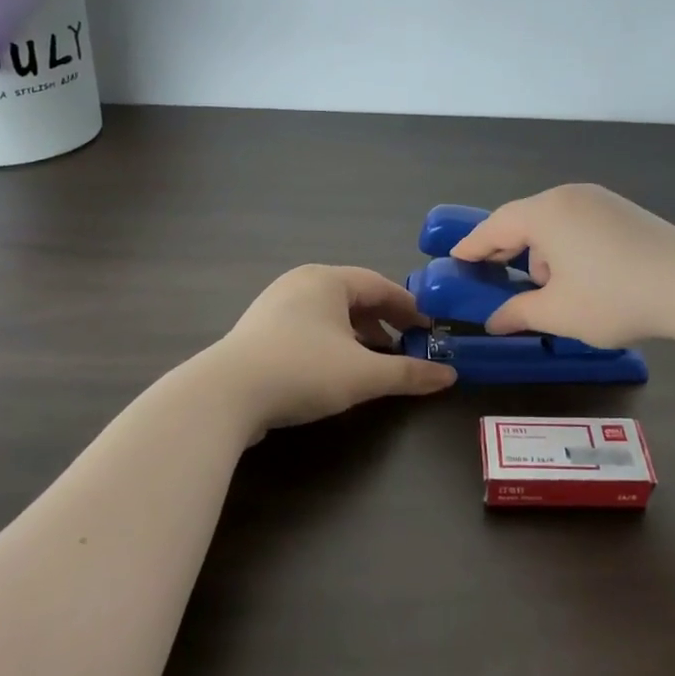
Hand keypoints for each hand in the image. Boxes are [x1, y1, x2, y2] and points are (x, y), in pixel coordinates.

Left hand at [211, 265, 455, 430]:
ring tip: (375, 360)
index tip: (429, 330)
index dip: (409, 308)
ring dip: (358, 335)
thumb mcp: (364, 374)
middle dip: (383, 321)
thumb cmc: (303, 370)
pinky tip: (337, 369)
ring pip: (329, 314)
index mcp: (327, 280)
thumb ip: (408, 373)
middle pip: (354, 297)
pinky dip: (331, 343)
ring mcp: (275, 306)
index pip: (380, 285)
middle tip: (406, 344)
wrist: (224, 395)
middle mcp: (301, 283)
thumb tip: (449, 377)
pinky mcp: (258, 332)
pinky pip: (308, 328)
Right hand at [449, 184, 674, 348]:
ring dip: (541, 253)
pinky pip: (579, 226)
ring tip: (547, 290)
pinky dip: (567, 248)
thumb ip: (519, 313)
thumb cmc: (615, 297)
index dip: (472, 245)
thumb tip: (495, 321)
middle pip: (524, 220)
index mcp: (546, 213)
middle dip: (507, 251)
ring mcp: (601, 201)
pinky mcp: (625, 213)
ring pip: (554, 224)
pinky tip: (579, 279)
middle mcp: (570, 197)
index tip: (454, 259)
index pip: (495, 226)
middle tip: (490, 276)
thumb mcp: (559, 313)